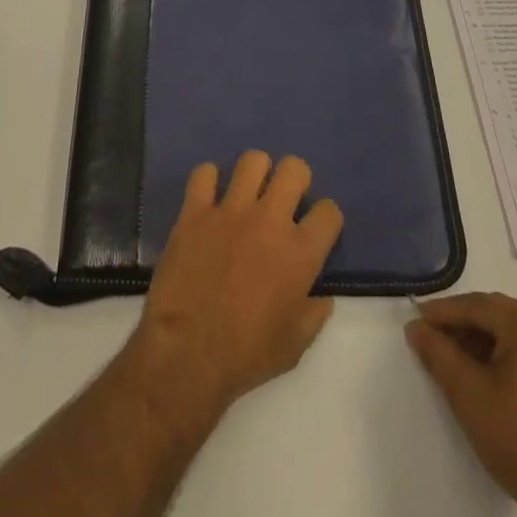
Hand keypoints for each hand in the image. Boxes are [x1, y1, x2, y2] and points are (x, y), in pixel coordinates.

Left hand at [128, 151, 344, 418]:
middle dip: (296, 178)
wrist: (187, 353)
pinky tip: (209, 198)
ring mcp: (231, 210)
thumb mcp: (294, 347)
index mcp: (300, 253)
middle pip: (294, 169)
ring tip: (249, 192)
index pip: (329, 211)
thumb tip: (322, 296)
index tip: (317, 228)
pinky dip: (208, 181)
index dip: (326, 218)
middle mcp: (270, 220)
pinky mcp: (196, 210)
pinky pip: (204, 173)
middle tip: (285, 199)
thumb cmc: (246, 355)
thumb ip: (314, 314)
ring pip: (253, 160)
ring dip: (255, 173)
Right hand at [407, 294, 516, 516]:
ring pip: (512, 330)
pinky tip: (483, 370)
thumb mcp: (467, 393)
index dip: (442, 313)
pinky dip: (504, 353)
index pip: (476, 306)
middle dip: (462, 327)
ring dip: (482, 341)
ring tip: (453, 358)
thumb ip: (437, 352)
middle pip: (496, 315)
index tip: (415, 321)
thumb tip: (415, 327)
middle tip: (430, 339)